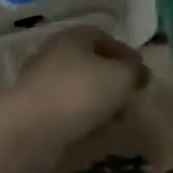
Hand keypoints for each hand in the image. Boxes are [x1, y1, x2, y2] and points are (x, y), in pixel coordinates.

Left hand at [0, 25, 148, 172]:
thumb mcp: (121, 76)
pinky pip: (67, 114)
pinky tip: (97, 134)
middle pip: (90, 65)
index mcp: (72, 38)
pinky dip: (83, 122)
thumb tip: (137, 73)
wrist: (30, 132)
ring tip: (118, 121)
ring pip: (78, 91)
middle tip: (131, 98)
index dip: (125, 54)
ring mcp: (41, 86)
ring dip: (99, 105)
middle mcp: (53, 56)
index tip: (142, 75)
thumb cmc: (79, 92)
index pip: (103, 38)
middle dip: (112, 82)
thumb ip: (134, 71)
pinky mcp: (35, 114)